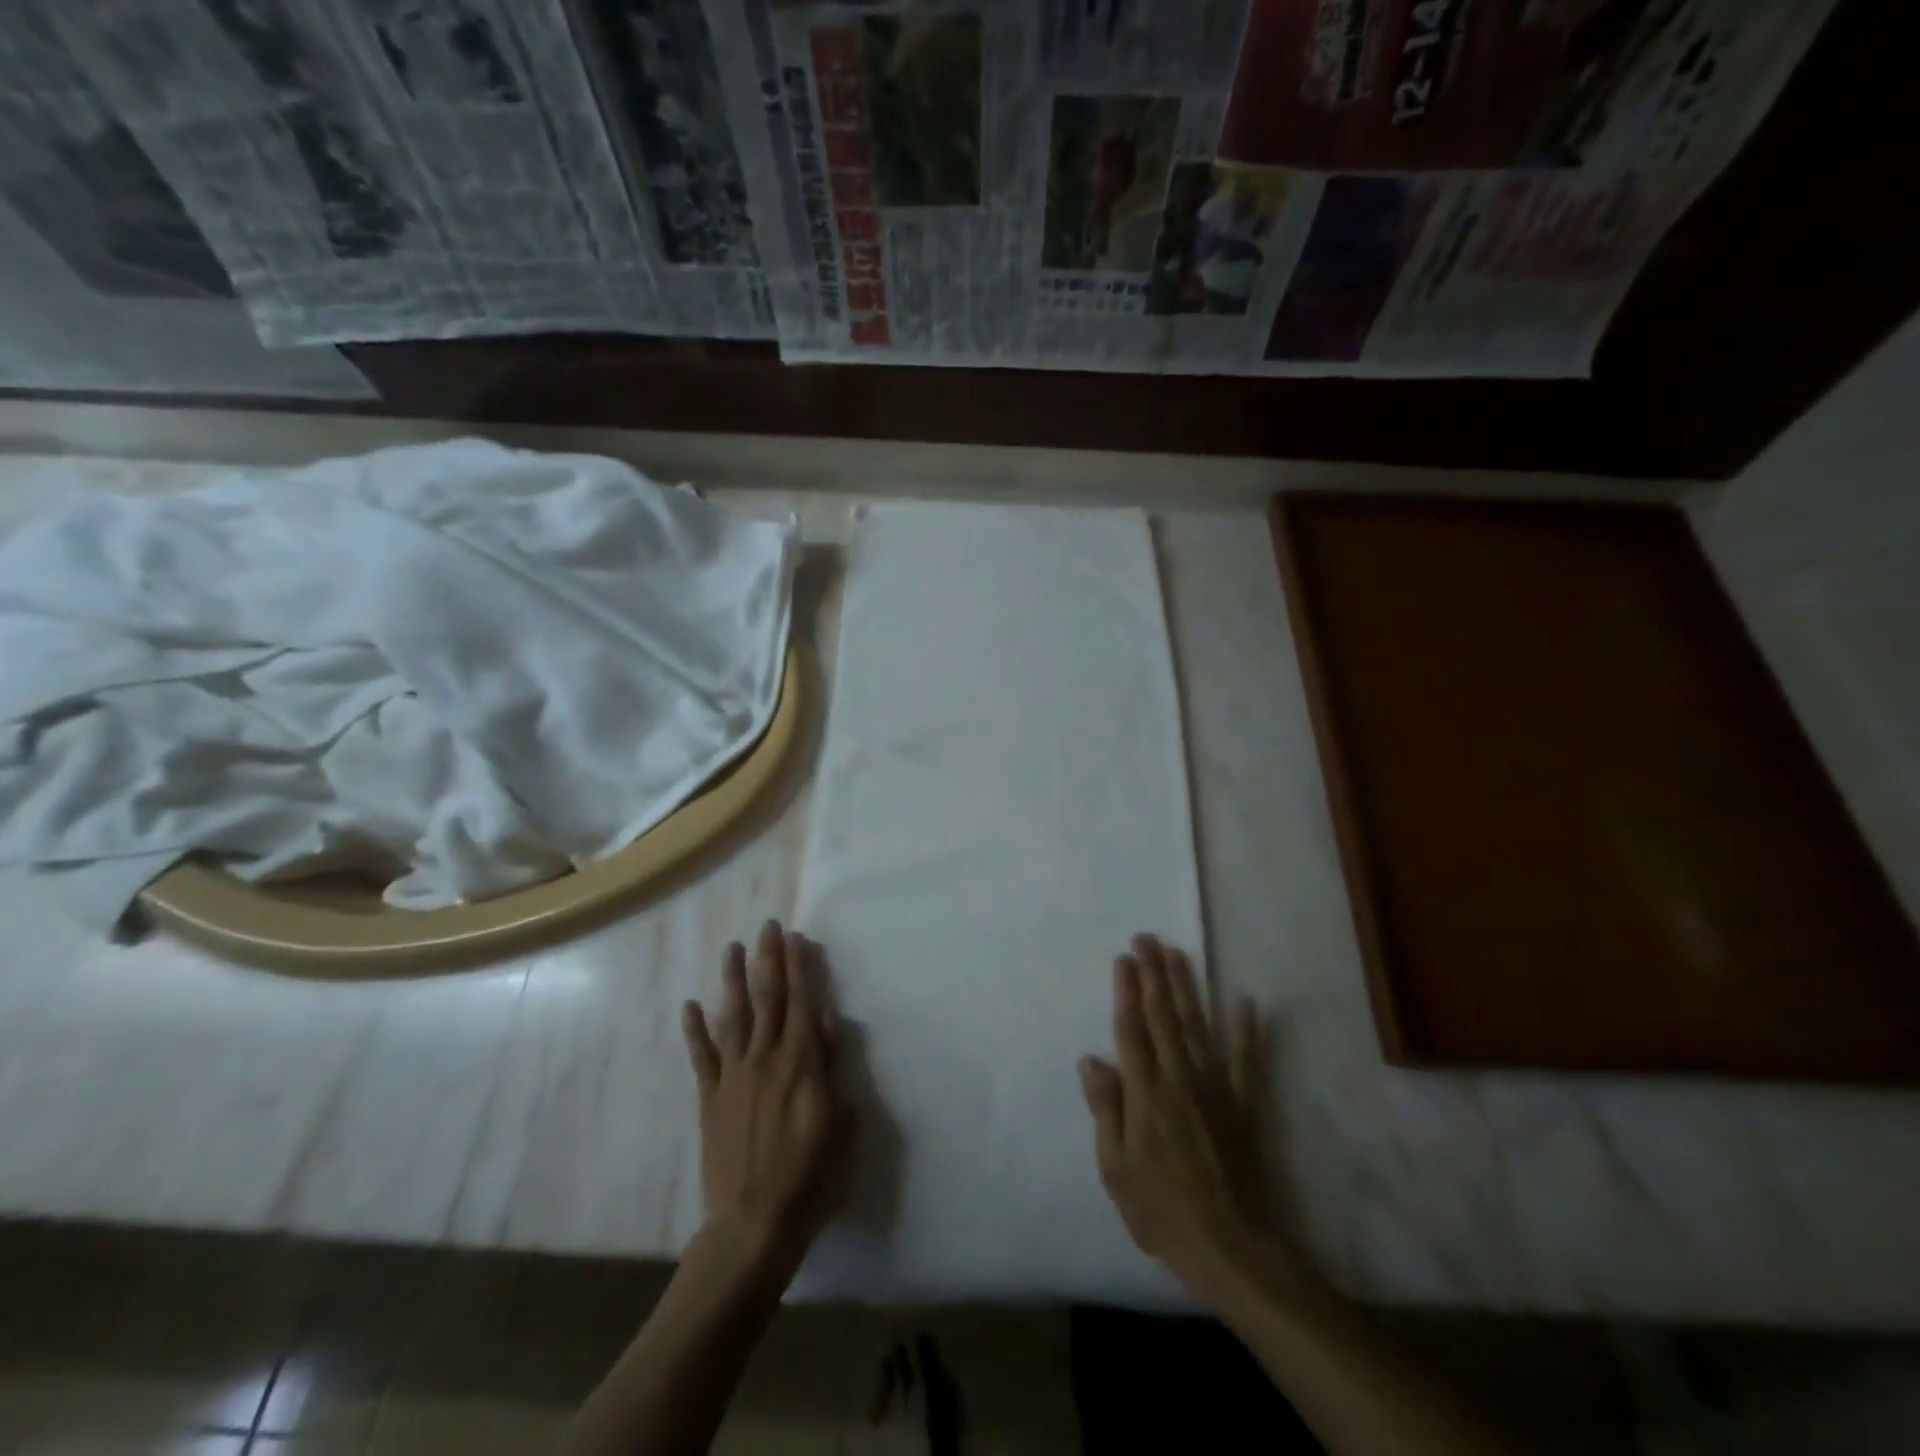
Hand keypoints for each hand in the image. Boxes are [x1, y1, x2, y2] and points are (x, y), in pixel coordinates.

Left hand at [682, 921, 848, 1275]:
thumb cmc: (810, 1174)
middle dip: (768, 960)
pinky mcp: (710, 1099)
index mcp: (801, 1062)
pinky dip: (695, 1030)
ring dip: (733, 980)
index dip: (799, 967)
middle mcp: (765, 1058)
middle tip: (767, 926)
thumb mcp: (840, 1120)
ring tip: (732, 948)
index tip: (796, 937)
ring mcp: (733, 1077)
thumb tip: (827, 1021)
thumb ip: (832, 1067)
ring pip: (734, 1017)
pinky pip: (702, 1057)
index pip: (802, 1002)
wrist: (753, 1223)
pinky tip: (691, 1006)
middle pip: (767, 999)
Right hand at [1079, 935, 1296, 1305]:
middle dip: (1154, 973)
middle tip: (1147, 937)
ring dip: (1187, 986)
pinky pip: (1245, 1060)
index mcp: (1146, 1093)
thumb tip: (1091, 1059)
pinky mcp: (1242, 1104)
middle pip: (1164, 1016)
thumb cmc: (1162, 1210)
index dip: (1127, 991)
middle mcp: (1179, 1078)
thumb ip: (1106, 1108)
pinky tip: (1245, 1001)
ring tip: (1178, 952)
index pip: (1132, 1029)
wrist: (1232, 1247)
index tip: (1123, 958)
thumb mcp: (1116, 1168)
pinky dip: (1246, 1030)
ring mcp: (1215, 1088)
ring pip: (1198, 1025)